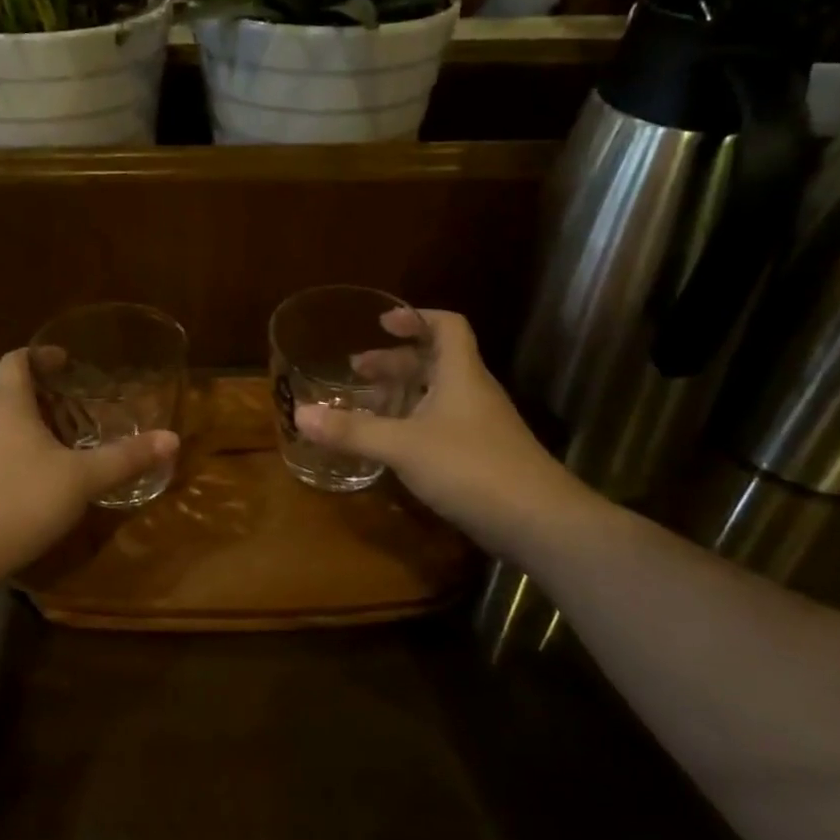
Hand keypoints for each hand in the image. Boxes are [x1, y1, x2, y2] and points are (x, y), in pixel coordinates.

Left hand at [0, 349, 178, 585]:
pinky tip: (46, 476)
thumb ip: (126, 458)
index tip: (69, 361)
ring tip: (71, 439)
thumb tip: (172, 438)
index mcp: (6, 404)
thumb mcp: (82, 478)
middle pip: (12, 391)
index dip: (42, 355)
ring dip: (36, 424)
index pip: (17, 360)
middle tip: (83, 404)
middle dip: (47, 394)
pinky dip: (23, 450)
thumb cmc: (19, 500)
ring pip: (4, 423)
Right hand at [295, 309, 566, 552]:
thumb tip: (300, 415)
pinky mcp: (480, 458)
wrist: (539, 522)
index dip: (415, 317)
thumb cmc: (471, 467)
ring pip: (435, 397)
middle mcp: (472, 393)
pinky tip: (389, 446)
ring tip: (363, 405)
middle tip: (355, 370)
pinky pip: (439, 427)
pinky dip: (411, 426)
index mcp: (460, 374)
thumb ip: (353, 430)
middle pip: (433, 362)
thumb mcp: (403, 446)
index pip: (446, 326)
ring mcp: (479, 427)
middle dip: (393, 362)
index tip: (381, 323)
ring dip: (400, 395)